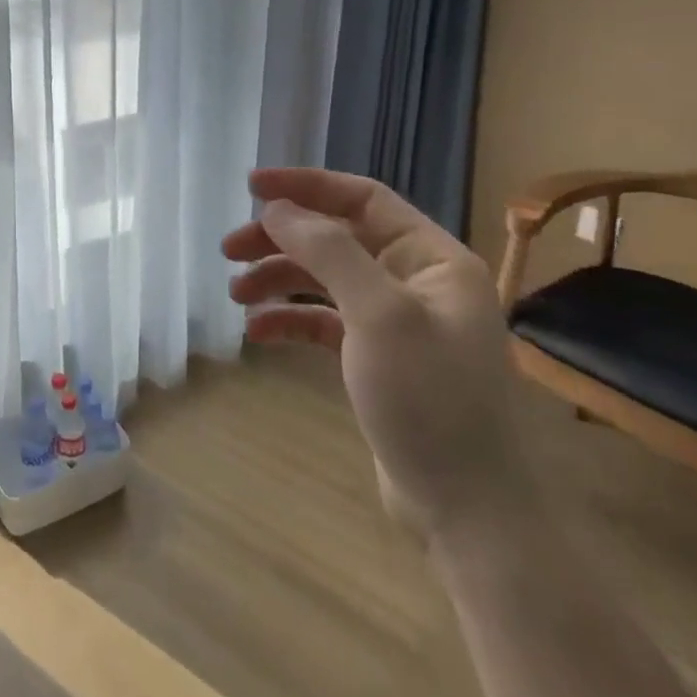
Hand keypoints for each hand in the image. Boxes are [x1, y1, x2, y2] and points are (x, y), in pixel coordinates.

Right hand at [222, 168, 531, 540]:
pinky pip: (324, 321)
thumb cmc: (430, 400)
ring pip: (324, 279)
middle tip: (229, 249)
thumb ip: (328, 252)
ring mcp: (396, 321)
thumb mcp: (379, 315)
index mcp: (432, 258)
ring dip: (278, 279)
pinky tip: (258, 332)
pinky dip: (290, 319)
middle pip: (336, 238)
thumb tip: (278, 209)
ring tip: (235, 295)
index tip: (251, 186)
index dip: (306, 186)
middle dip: (281, 239)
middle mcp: (416, 280)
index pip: (363, 199)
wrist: (467, 510)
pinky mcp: (376, 359)